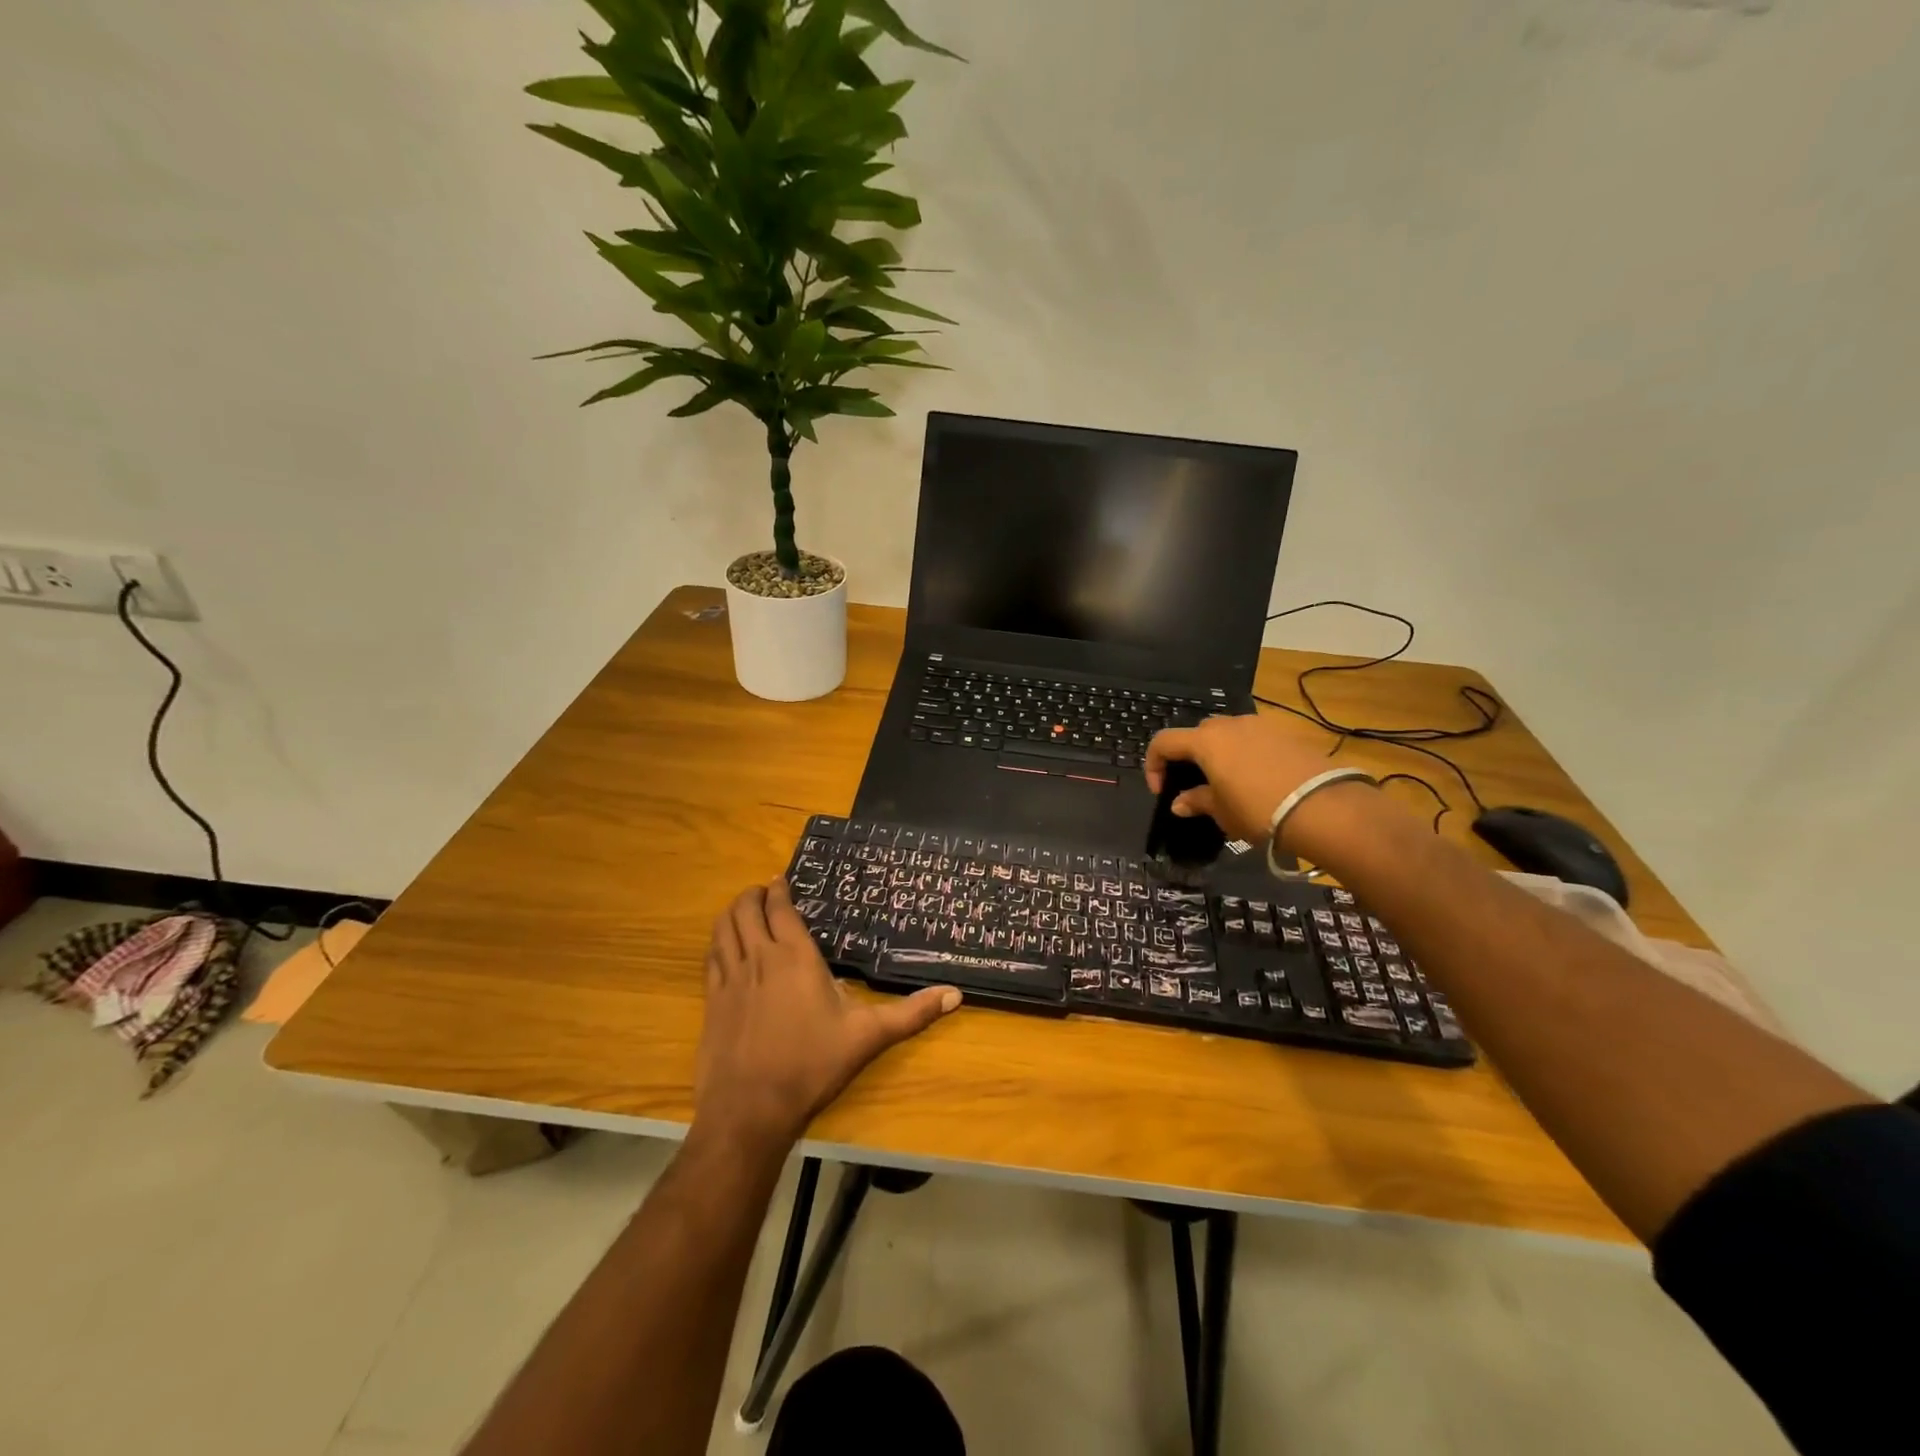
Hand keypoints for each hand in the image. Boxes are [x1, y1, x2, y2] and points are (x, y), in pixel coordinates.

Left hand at [694, 878, 959, 1150]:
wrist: (750, 1110)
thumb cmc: (812, 1066)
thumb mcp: (868, 1037)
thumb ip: (912, 1014)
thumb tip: (956, 994)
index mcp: (794, 957)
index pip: (780, 908)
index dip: (778, 889)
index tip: (782, 880)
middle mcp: (758, 958)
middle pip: (745, 909)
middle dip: (753, 894)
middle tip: (764, 892)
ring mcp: (729, 979)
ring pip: (723, 928)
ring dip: (732, 912)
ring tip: (744, 910)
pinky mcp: (711, 1002)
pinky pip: (711, 957)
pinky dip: (718, 942)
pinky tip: (725, 948)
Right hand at [1146, 713, 1357, 845]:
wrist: (1322, 807)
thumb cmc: (1258, 809)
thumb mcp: (1221, 812)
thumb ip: (1197, 801)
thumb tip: (1179, 802)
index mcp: (1205, 741)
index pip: (1163, 742)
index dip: (1154, 765)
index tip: (1162, 792)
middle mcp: (1229, 724)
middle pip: (1196, 734)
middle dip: (1189, 757)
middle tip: (1195, 785)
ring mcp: (1260, 725)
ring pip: (1228, 734)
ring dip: (1220, 753)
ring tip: (1228, 782)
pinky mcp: (1286, 733)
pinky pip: (1254, 739)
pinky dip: (1246, 754)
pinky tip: (1258, 780)